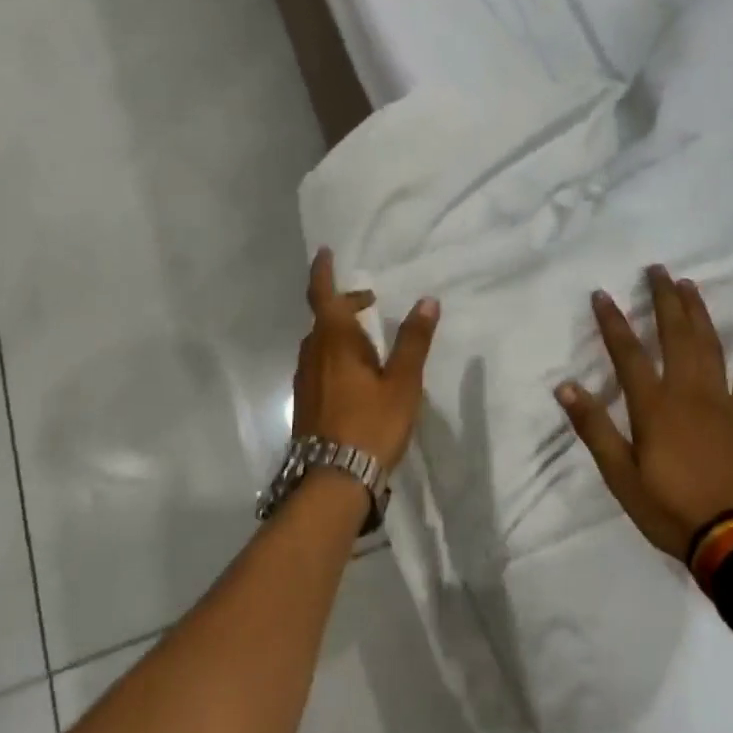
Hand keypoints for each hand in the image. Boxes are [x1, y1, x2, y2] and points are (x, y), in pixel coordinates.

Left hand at [291, 248, 439, 469]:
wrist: (333, 480)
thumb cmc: (371, 424)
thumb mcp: (402, 382)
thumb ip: (413, 340)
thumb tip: (427, 300)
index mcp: (334, 341)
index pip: (323, 294)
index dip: (323, 271)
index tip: (325, 252)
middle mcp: (312, 354)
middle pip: (324, 318)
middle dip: (345, 305)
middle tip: (370, 302)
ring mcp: (305, 379)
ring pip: (320, 343)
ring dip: (341, 332)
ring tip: (368, 340)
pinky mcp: (305, 402)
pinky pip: (319, 364)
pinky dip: (336, 355)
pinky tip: (355, 376)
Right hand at [555, 265, 732, 558]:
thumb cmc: (670, 509)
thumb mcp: (620, 476)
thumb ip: (595, 428)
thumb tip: (566, 387)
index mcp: (654, 407)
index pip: (628, 354)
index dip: (613, 322)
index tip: (602, 294)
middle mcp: (688, 393)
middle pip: (675, 335)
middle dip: (664, 300)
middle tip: (658, 269)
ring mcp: (722, 402)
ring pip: (710, 346)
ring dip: (699, 313)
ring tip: (690, 285)